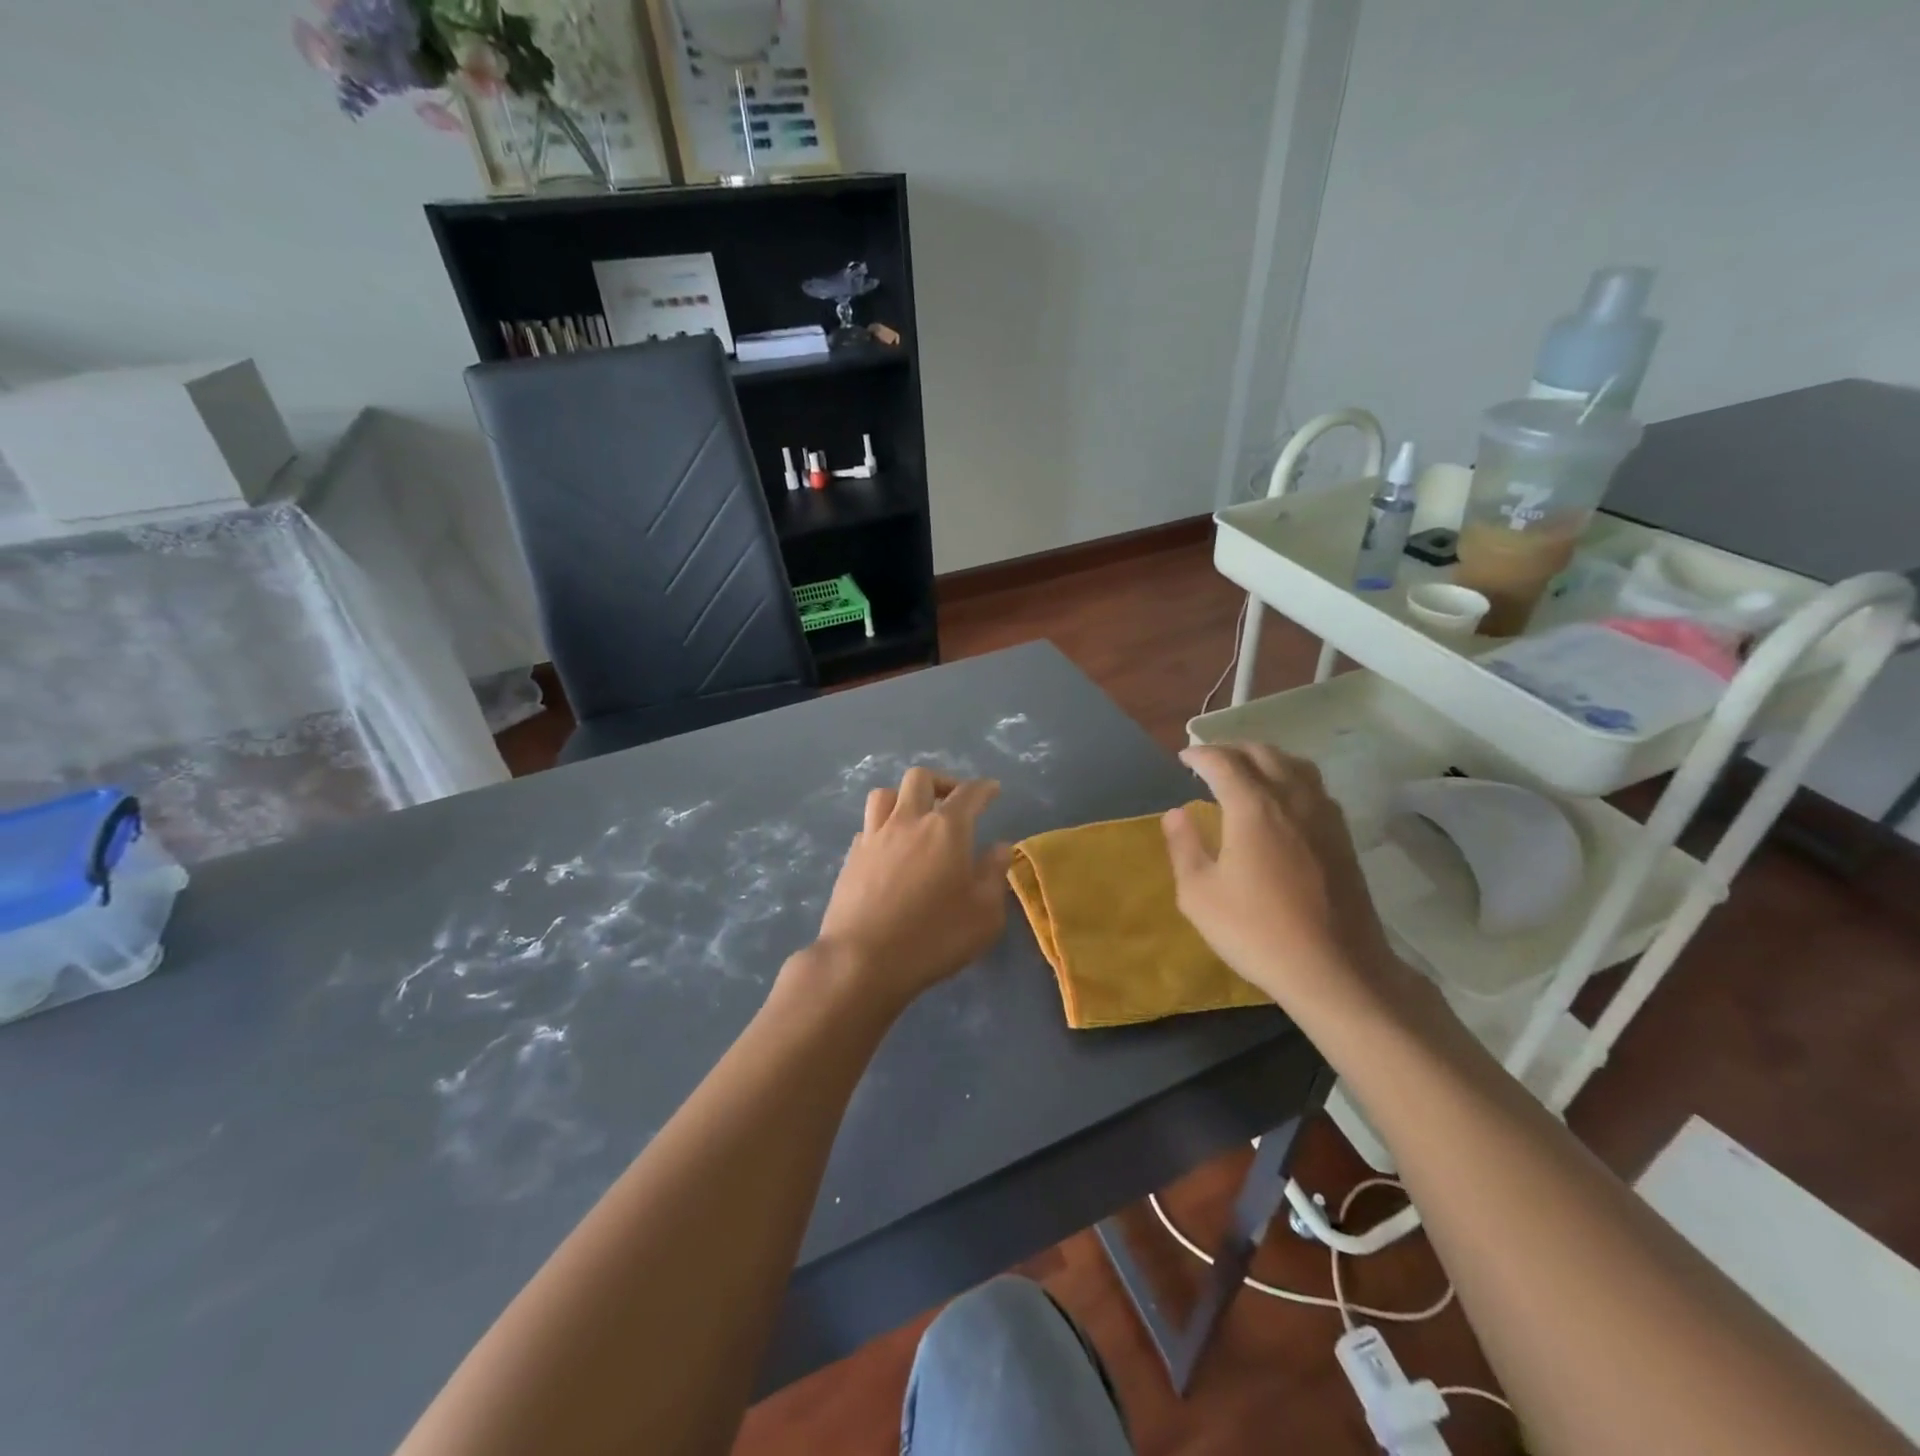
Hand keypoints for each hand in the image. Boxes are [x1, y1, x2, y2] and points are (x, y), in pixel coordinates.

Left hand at [804, 768, 1013, 1013]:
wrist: (862, 960)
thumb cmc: (933, 937)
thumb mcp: (984, 914)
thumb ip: (994, 874)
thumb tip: (1000, 847)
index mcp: (947, 829)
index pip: (969, 793)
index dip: (983, 788)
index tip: (992, 789)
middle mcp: (908, 821)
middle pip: (921, 778)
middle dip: (942, 782)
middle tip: (954, 801)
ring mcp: (874, 837)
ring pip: (885, 794)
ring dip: (904, 797)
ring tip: (916, 817)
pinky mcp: (851, 857)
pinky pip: (868, 825)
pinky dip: (883, 827)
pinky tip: (890, 848)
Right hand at [1162, 743, 1401, 1014]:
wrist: (1336, 969)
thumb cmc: (1257, 931)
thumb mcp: (1199, 895)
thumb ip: (1184, 846)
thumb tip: (1176, 813)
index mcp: (1253, 807)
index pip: (1223, 762)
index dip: (1199, 755)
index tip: (1183, 759)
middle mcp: (1291, 798)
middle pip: (1262, 753)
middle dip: (1231, 749)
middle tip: (1209, 762)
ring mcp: (1323, 815)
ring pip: (1294, 764)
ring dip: (1264, 758)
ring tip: (1245, 772)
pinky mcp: (1342, 836)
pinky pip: (1313, 786)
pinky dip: (1290, 777)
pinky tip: (1281, 801)